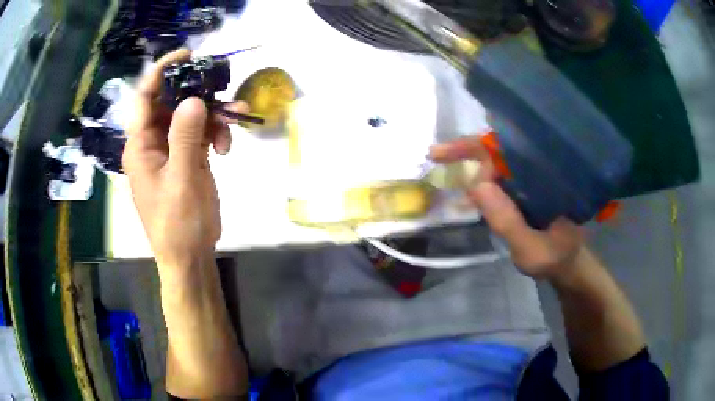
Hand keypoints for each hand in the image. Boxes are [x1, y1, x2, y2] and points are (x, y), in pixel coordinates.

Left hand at [123, 49, 247, 267]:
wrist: (190, 255)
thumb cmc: (177, 222)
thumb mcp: (181, 179)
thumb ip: (186, 137)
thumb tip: (194, 99)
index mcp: (140, 145)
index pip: (144, 97)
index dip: (161, 71)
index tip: (188, 55)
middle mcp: (153, 141)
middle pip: (172, 101)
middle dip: (198, 92)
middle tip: (221, 87)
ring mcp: (172, 149)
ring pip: (191, 115)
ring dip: (214, 114)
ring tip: (235, 122)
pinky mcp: (188, 157)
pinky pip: (202, 132)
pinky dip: (217, 132)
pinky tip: (227, 147)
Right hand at [429, 135, 584, 279]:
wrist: (567, 263)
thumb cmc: (556, 257)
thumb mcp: (533, 249)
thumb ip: (508, 222)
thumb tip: (476, 184)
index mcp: (549, 176)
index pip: (512, 149)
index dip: (479, 148)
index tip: (448, 154)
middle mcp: (540, 169)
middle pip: (501, 147)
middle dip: (468, 149)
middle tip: (437, 154)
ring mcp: (531, 179)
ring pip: (498, 159)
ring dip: (470, 159)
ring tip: (443, 161)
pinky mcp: (524, 189)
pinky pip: (499, 175)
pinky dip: (478, 176)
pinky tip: (463, 182)